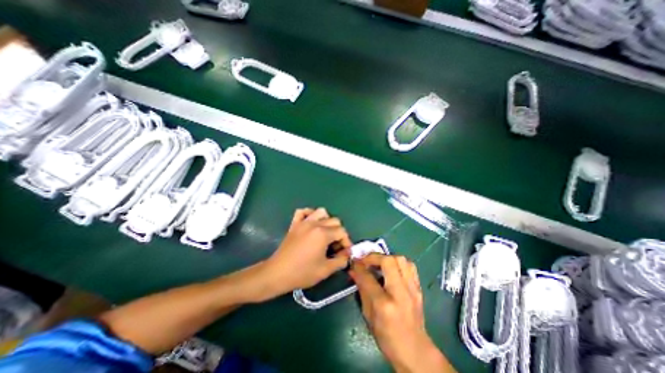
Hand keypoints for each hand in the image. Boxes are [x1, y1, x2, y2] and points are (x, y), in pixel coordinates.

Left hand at [259, 210, 353, 299]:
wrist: (277, 273)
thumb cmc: (302, 272)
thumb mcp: (325, 270)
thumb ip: (341, 261)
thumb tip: (347, 254)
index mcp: (323, 234)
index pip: (342, 232)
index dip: (346, 242)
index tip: (345, 253)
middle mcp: (314, 224)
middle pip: (334, 221)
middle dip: (339, 233)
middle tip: (335, 247)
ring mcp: (303, 222)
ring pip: (321, 212)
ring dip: (327, 221)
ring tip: (325, 234)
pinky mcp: (294, 224)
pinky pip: (303, 212)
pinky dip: (309, 214)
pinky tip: (311, 224)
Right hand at [349, 255, 451, 371]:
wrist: (415, 351)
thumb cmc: (387, 337)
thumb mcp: (368, 315)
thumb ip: (362, 289)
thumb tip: (353, 271)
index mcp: (384, 305)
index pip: (368, 277)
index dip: (359, 266)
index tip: (354, 261)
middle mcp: (400, 293)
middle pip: (388, 261)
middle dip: (374, 257)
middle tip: (366, 260)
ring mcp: (412, 289)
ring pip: (401, 260)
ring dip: (387, 257)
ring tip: (379, 263)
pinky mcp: (419, 288)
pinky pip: (410, 266)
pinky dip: (398, 263)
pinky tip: (392, 269)